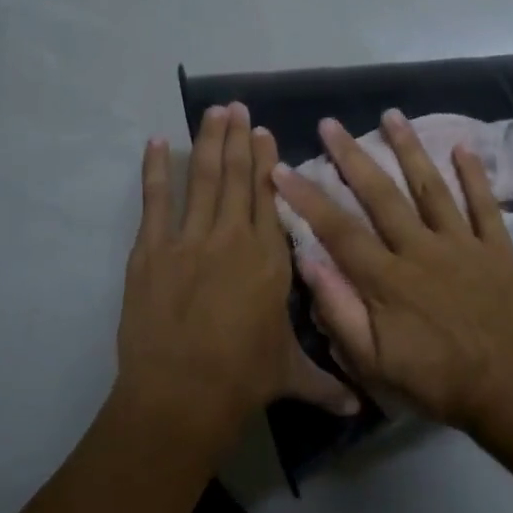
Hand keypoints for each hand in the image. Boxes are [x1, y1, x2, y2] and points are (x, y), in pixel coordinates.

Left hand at [117, 104, 357, 438]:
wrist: (184, 392)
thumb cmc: (244, 378)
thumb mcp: (291, 375)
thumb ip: (327, 383)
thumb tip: (361, 406)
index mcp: (271, 259)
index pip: (271, 198)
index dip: (267, 162)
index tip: (264, 132)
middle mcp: (234, 238)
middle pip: (238, 178)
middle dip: (238, 139)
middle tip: (236, 106)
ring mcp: (190, 240)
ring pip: (203, 179)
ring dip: (208, 142)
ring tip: (211, 111)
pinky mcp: (151, 251)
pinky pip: (155, 201)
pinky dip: (155, 170)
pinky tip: (156, 143)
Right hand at [273, 111, 512, 443]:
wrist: (508, 393)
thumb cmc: (435, 382)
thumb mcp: (373, 363)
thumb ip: (339, 312)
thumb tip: (309, 261)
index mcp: (387, 279)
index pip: (338, 229)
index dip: (307, 197)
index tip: (282, 168)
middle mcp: (421, 250)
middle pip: (381, 195)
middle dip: (351, 157)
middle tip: (331, 123)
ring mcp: (463, 245)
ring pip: (431, 187)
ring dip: (409, 149)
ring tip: (391, 116)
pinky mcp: (498, 249)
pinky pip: (485, 204)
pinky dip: (474, 175)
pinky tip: (461, 146)